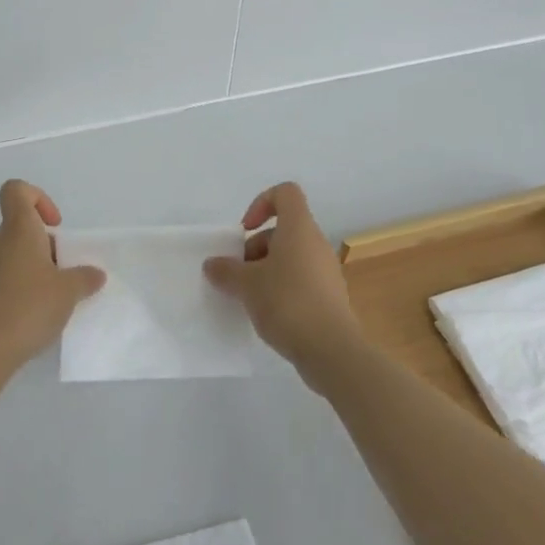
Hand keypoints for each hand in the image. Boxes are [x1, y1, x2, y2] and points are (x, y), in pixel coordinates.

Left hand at [0, 180, 104, 378]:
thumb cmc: (29, 307)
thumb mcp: (69, 291)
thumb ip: (85, 277)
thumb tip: (95, 274)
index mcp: (18, 229)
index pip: (16, 190)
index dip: (38, 197)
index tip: (55, 225)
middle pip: (21, 225)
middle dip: (47, 242)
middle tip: (65, 269)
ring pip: (15, 252)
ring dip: (37, 265)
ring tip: (55, 294)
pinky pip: (7, 275)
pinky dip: (24, 284)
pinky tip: (38, 311)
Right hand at [204, 182, 363, 374]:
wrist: (332, 350)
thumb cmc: (287, 302)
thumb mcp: (247, 285)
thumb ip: (226, 270)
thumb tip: (212, 264)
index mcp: (299, 228)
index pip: (285, 193)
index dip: (262, 203)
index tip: (245, 231)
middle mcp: (316, 243)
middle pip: (283, 230)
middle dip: (256, 248)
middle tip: (239, 274)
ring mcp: (326, 270)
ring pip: (291, 256)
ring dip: (266, 270)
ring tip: (250, 297)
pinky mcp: (330, 296)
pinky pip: (301, 279)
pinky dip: (282, 288)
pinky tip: (269, 314)